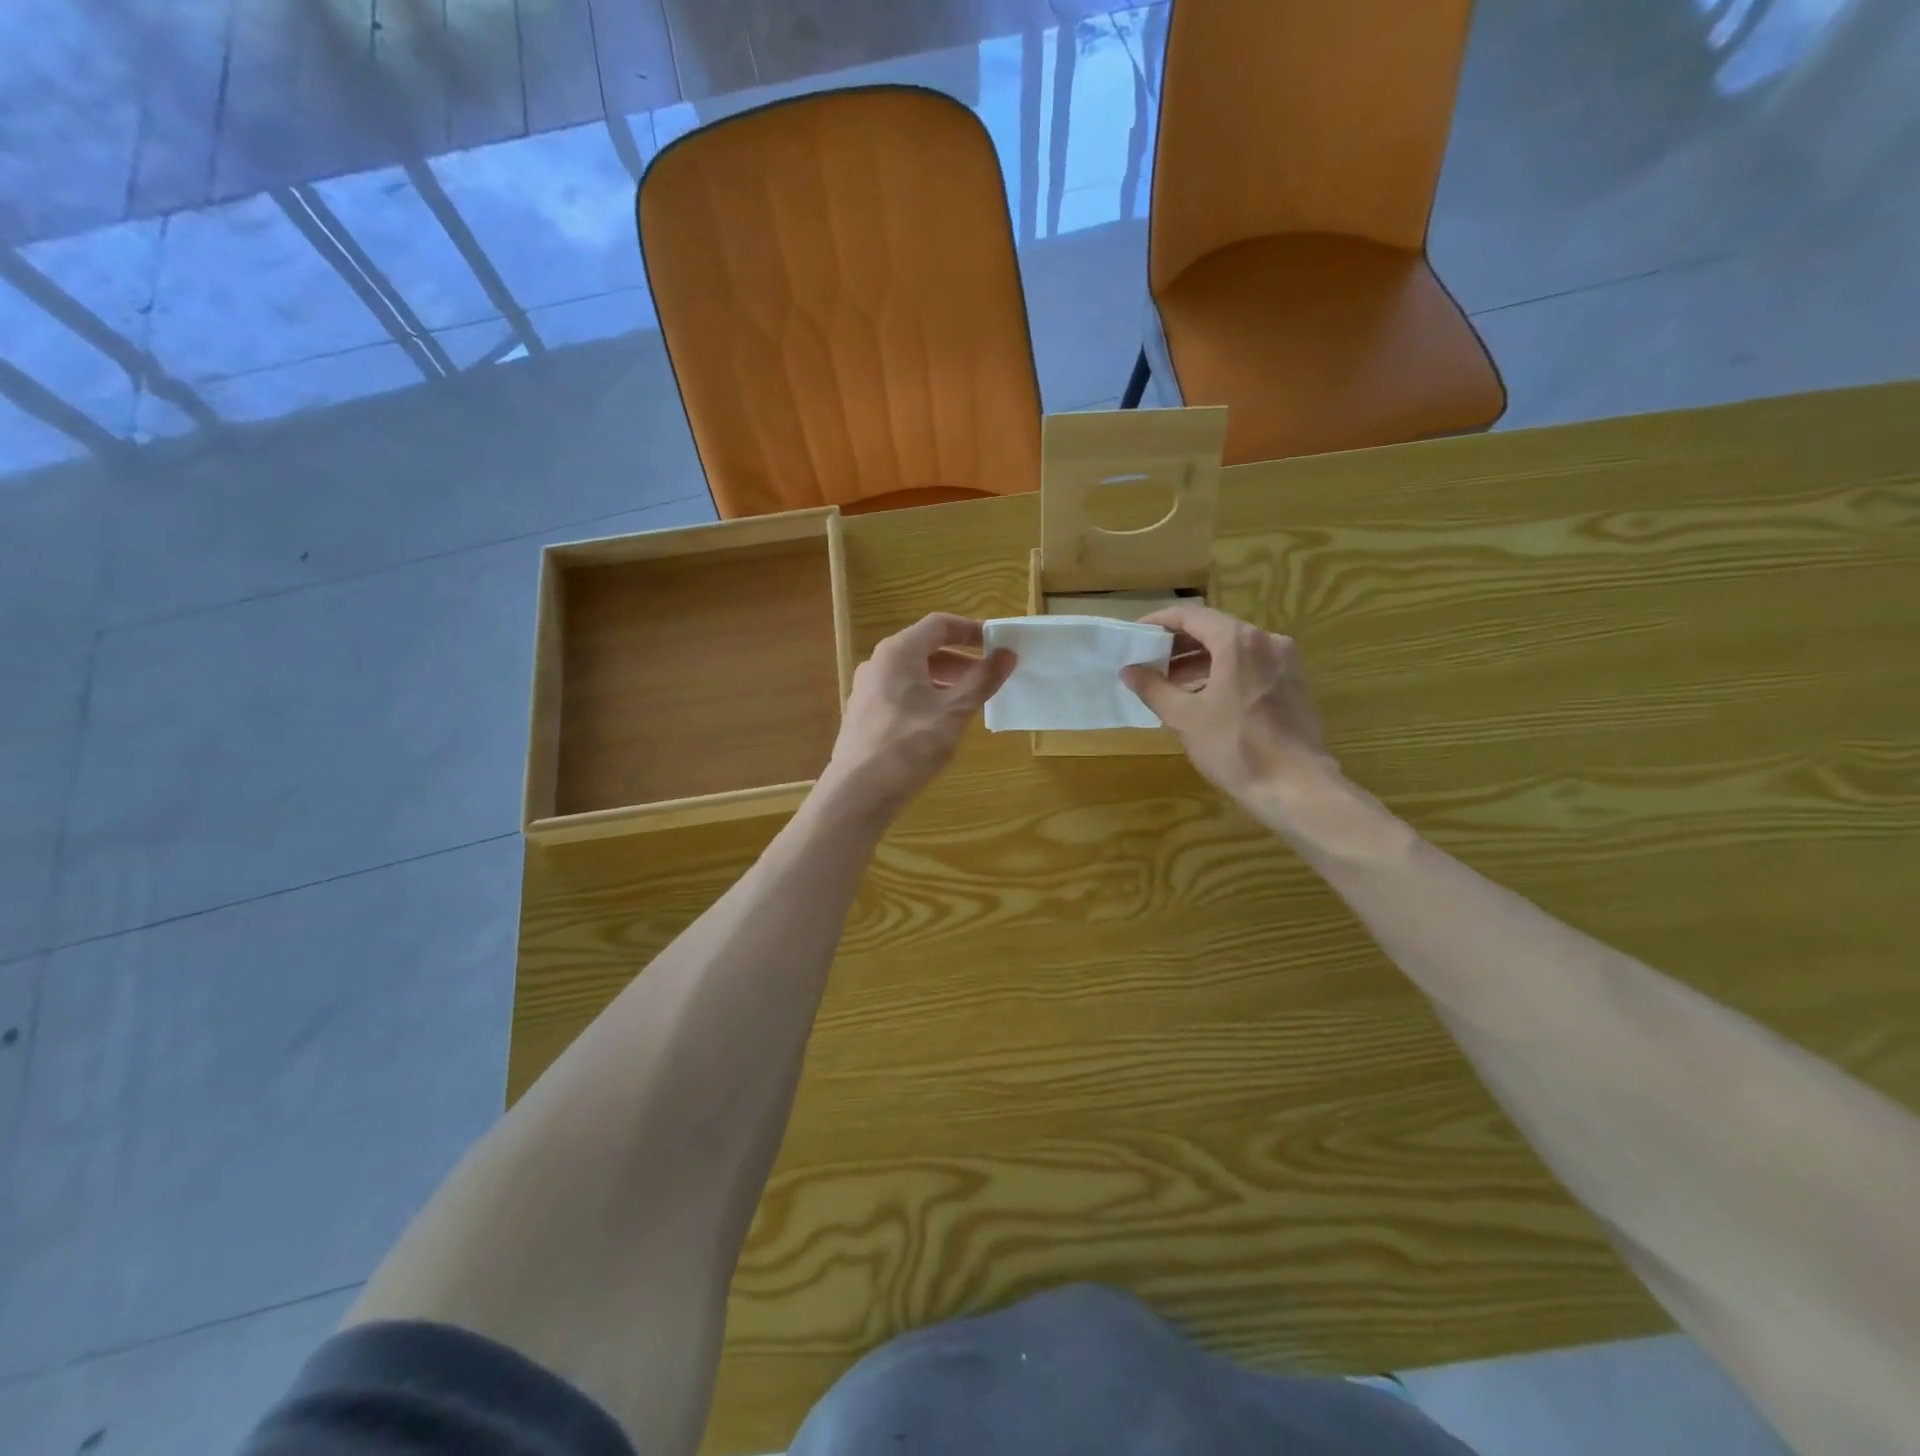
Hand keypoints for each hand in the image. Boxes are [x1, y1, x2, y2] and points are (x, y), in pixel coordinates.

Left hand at [818, 614, 1015, 823]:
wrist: (859, 792)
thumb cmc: (910, 745)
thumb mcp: (954, 711)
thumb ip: (982, 680)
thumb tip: (1007, 654)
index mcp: (898, 652)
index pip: (939, 624)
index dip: (971, 630)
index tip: (997, 645)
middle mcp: (878, 663)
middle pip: (925, 648)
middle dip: (961, 660)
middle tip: (989, 678)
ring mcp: (867, 690)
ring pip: (913, 674)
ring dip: (945, 681)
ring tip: (969, 703)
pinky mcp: (864, 715)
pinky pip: (901, 694)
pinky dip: (926, 698)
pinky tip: (940, 724)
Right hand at [1121, 604, 1337, 815]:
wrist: (1295, 786)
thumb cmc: (1234, 747)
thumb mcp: (1184, 718)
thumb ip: (1153, 688)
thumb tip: (1129, 670)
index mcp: (1239, 641)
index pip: (1192, 616)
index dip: (1160, 622)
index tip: (1137, 634)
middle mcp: (1267, 641)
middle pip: (1215, 630)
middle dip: (1179, 644)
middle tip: (1150, 660)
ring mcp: (1286, 662)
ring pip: (1235, 649)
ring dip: (1201, 661)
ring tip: (1172, 683)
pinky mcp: (1295, 684)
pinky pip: (1252, 666)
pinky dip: (1225, 673)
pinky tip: (1206, 697)